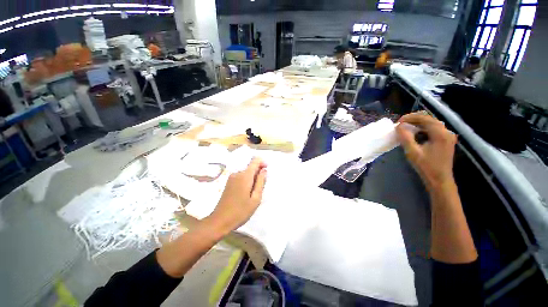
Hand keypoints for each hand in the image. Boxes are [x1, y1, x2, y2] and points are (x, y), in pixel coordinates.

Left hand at [207, 158, 266, 234]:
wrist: (220, 221)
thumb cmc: (240, 211)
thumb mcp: (255, 198)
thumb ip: (261, 182)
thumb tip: (264, 170)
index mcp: (244, 176)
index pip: (255, 161)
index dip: (263, 163)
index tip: (266, 171)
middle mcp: (237, 173)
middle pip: (251, 167)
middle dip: (258, 173)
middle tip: (261, 188)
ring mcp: (231, 177)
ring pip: (246, 172)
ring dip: (253, 178)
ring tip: (254, 193)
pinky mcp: (229, 182)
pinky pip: (241, 177)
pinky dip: (247, 181)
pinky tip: (247, 193)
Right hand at [396, 113, 457, 190]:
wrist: (440, 180)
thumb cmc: (426, 167)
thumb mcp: (413, 152)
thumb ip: (405, 137)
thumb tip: (399, 126)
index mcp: (440, 134)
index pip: (424, 118)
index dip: (410, 118)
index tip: (398, 122)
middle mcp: (446, 132)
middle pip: (429, 119)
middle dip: (413, 119)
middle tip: (400, 124)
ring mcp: (448, 136)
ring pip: (431, 123)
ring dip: (418, 123)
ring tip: (406, 128)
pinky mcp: (446, 140)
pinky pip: (433, 129)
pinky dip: (423, 128)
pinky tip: (415, 133)